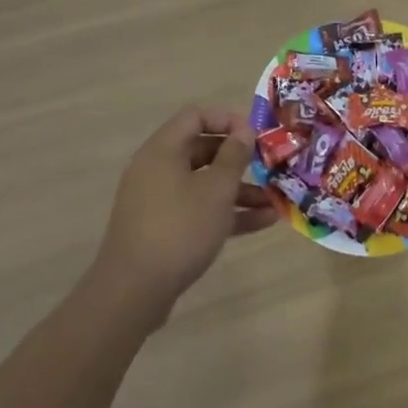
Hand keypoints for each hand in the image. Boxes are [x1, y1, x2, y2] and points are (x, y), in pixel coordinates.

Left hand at [93, 106, 279, 319]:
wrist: (133, 291)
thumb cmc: (179, 228)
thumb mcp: (216, 190)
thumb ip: (234, 156)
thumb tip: (244, 131)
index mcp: (163, 150)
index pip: (195, 115)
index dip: (227, 119)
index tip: (254, 135)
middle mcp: (157, 169)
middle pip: (202, 150)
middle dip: (238, 159)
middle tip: (268, 166)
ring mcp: (159, 201)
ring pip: (204, 184)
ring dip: (239, 190)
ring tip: (274, 201)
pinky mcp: (163, 229)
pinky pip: (198, 209)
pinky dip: (226, 212)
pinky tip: (262, 223)